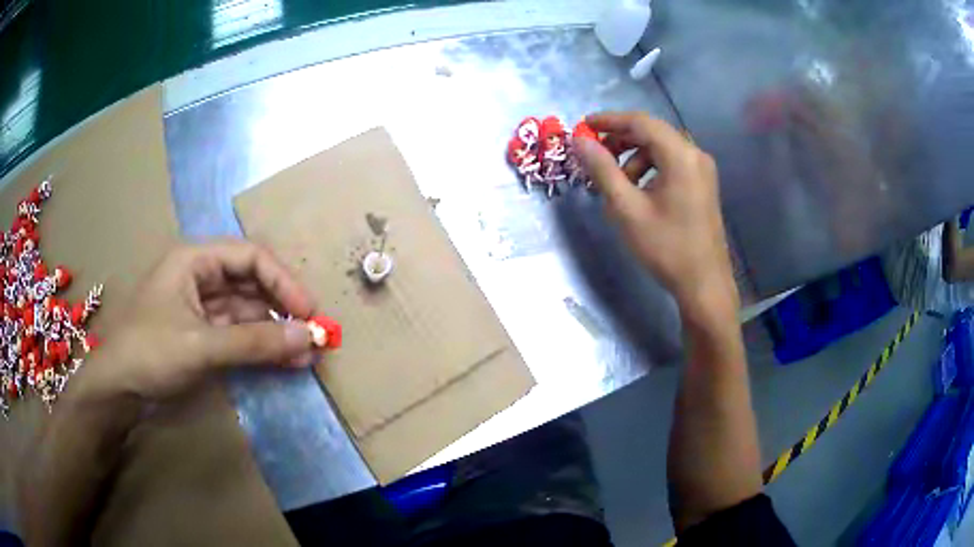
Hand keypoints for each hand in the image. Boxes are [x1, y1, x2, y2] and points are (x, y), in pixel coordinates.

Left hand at [72, 241, 317, 403]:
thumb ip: (255, 342)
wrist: (117, 391)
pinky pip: (238, 335)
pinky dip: (260, 347)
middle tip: (314, 335)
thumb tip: (310, 338)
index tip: (309, 312)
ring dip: (275, 331)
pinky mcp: (201, 336)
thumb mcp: (201, 346)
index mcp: (195, 260)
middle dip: (282, 308)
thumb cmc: (149, 353)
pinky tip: (284, 361)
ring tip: (306, 354)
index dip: (283, 281)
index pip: (250, 257)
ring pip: (247, 312)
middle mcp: (200, 278)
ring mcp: (201, 309)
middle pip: (251, 283)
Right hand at [574, 112, 738, 319]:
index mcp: (680, 155)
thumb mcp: (627, 209)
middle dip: (620, 139)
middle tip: (595, 155)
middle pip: (652, 133)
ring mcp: (702, 170)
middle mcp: (695, 155)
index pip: (640, 122)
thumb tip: (579, 141)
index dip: (609, 120)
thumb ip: (602, 170)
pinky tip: (638, 192)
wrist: (704, 284)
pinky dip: (650, 169)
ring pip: (661, 149)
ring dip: (634, 157)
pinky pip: (672, 164)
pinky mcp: (703, 185)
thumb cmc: (666, 247)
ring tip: (616, 183)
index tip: (583, 126)